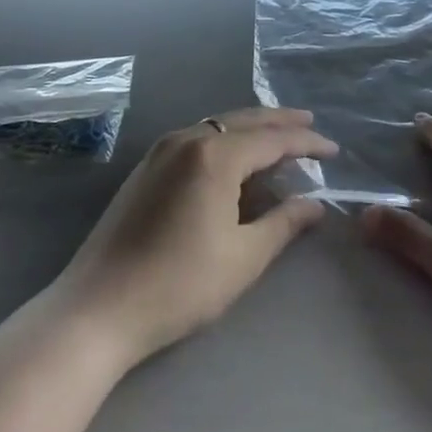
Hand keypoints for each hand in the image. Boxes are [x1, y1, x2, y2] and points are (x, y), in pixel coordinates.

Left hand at [54, 108, 335, 366]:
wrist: (97, 310)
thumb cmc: (179, 285)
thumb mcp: (243, 257)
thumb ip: (284, 223)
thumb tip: (315, 204)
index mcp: (214, 155)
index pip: (272, 139)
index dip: (307, 145)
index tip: (334, 151)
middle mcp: (186, 140)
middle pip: (243, 121)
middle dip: (280, 123)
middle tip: (310, 126)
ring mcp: (160, 151)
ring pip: (217, 127)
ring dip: (251, 130)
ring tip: (278, 140)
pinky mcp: (145, 169)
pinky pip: (197, 139)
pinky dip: (225, 141)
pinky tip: (234, 160)